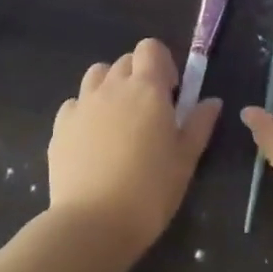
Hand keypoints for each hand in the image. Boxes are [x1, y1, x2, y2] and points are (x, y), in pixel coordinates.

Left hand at [48, 38, 220, 257]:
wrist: (93, 224)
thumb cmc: (150, 190)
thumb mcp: (186, 159)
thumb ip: (199, 124)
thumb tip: (212, 101)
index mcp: (147, 89)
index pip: (151, 47)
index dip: (162, 63)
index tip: (170, 92)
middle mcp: (112, 87)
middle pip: (125, 60)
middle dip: (139, 76)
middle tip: (149, 111)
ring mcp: (82, 105)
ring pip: (97, 75)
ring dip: (110, 86)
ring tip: (119, 120)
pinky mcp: (60, 126)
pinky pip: (75, 103)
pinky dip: (86, 111)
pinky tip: (93, 140)